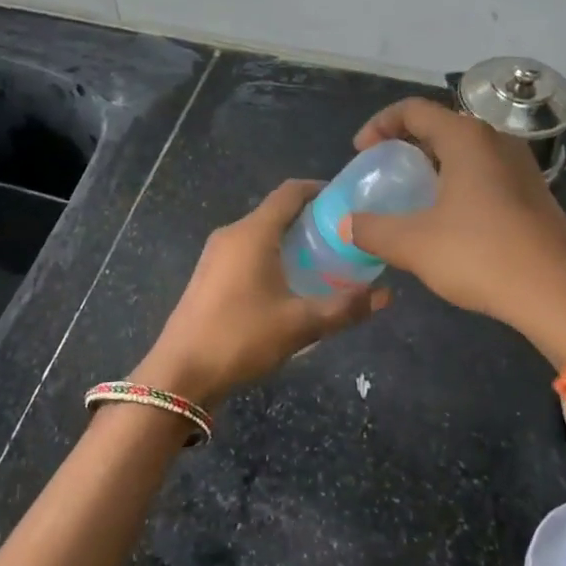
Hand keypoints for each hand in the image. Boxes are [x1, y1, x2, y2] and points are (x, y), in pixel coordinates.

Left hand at [133, 180, 388, 406]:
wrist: (179, 375)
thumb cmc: (240, 338)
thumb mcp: (300, 325)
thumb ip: (345, 308)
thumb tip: (386, 295)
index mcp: (252, 233)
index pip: (290, 192)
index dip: (320, 190)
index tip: (348, 201)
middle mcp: (232, 234)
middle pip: (277, 212)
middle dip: (312, 219)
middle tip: (346, 237)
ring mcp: (215, 255)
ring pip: (261, 233)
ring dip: (292, 240)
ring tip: (325, 261)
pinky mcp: (208, 276)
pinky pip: (247, 252)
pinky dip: (273, 256)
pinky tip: (291, 284)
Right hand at [346, 98, 565, 366]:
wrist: (559, 294)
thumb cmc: (481, 255)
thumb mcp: (414, 244)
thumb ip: (372, 230)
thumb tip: (345, 225)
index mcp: (466, 138)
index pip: (413, 110)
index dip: (379, 125)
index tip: (361, 153)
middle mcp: (497, 140)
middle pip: (442, 126)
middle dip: (406, 145)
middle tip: (384, 172)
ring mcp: (522, 166)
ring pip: (467, 151)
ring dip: (434, 166)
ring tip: (413, 197)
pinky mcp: (535, 193)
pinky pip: (487, 174)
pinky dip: (459, 183)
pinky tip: (450, 221)